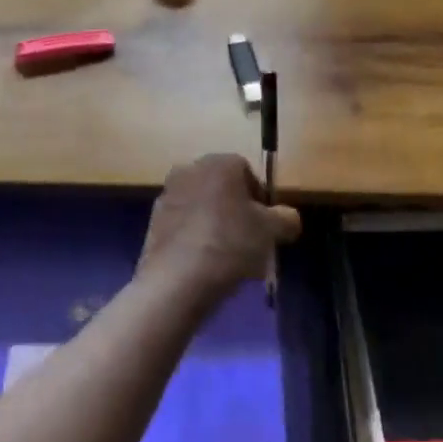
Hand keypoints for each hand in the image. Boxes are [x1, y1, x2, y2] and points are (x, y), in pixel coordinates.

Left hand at [137, 153, 301, 305]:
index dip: (261, 200)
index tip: (266, 228)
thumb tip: (288, 218)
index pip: (247, 172)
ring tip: (226, 259)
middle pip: (223, 188)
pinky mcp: (154, 219)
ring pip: (202, 206)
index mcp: (219, 162)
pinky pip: (184, 224)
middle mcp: (191, 168)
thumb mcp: (271, 232)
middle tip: (249, 243)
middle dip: (237, 211)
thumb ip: (287, 219)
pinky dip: (195, 237)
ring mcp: (168, 193)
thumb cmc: (230, 244)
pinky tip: (203, 264)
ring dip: (215, 224)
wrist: (177, 279)